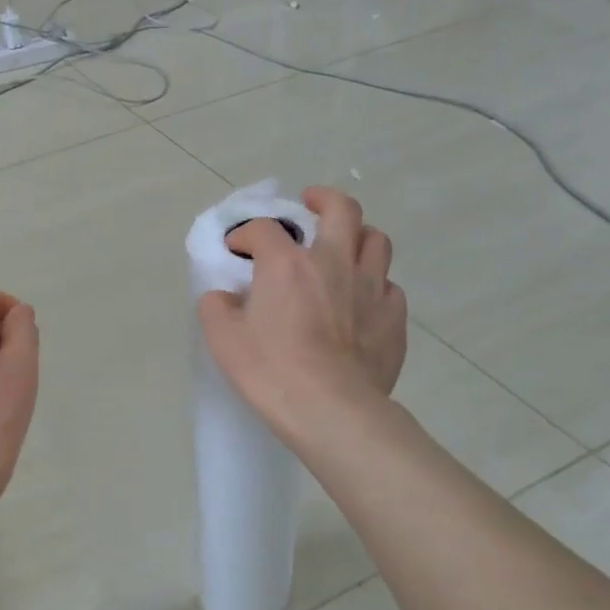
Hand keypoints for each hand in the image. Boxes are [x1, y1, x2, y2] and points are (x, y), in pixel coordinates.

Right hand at [197, 187, 407, 436]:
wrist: (330, 410)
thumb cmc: (271, 371)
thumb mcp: (223, 340)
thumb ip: (216, 307)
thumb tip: (224, 297)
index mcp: (287, 264)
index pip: (264, 228)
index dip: (246, 233)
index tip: (238, 248)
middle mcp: (334, 263)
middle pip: (341, 209)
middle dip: (323, 199)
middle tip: (310, 205)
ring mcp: (371, 287)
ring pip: (375, 241)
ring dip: (357, 236)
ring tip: (344, 248)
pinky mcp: (393, 317)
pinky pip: (388, 287)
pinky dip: (373, 285)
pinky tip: (361, 302)